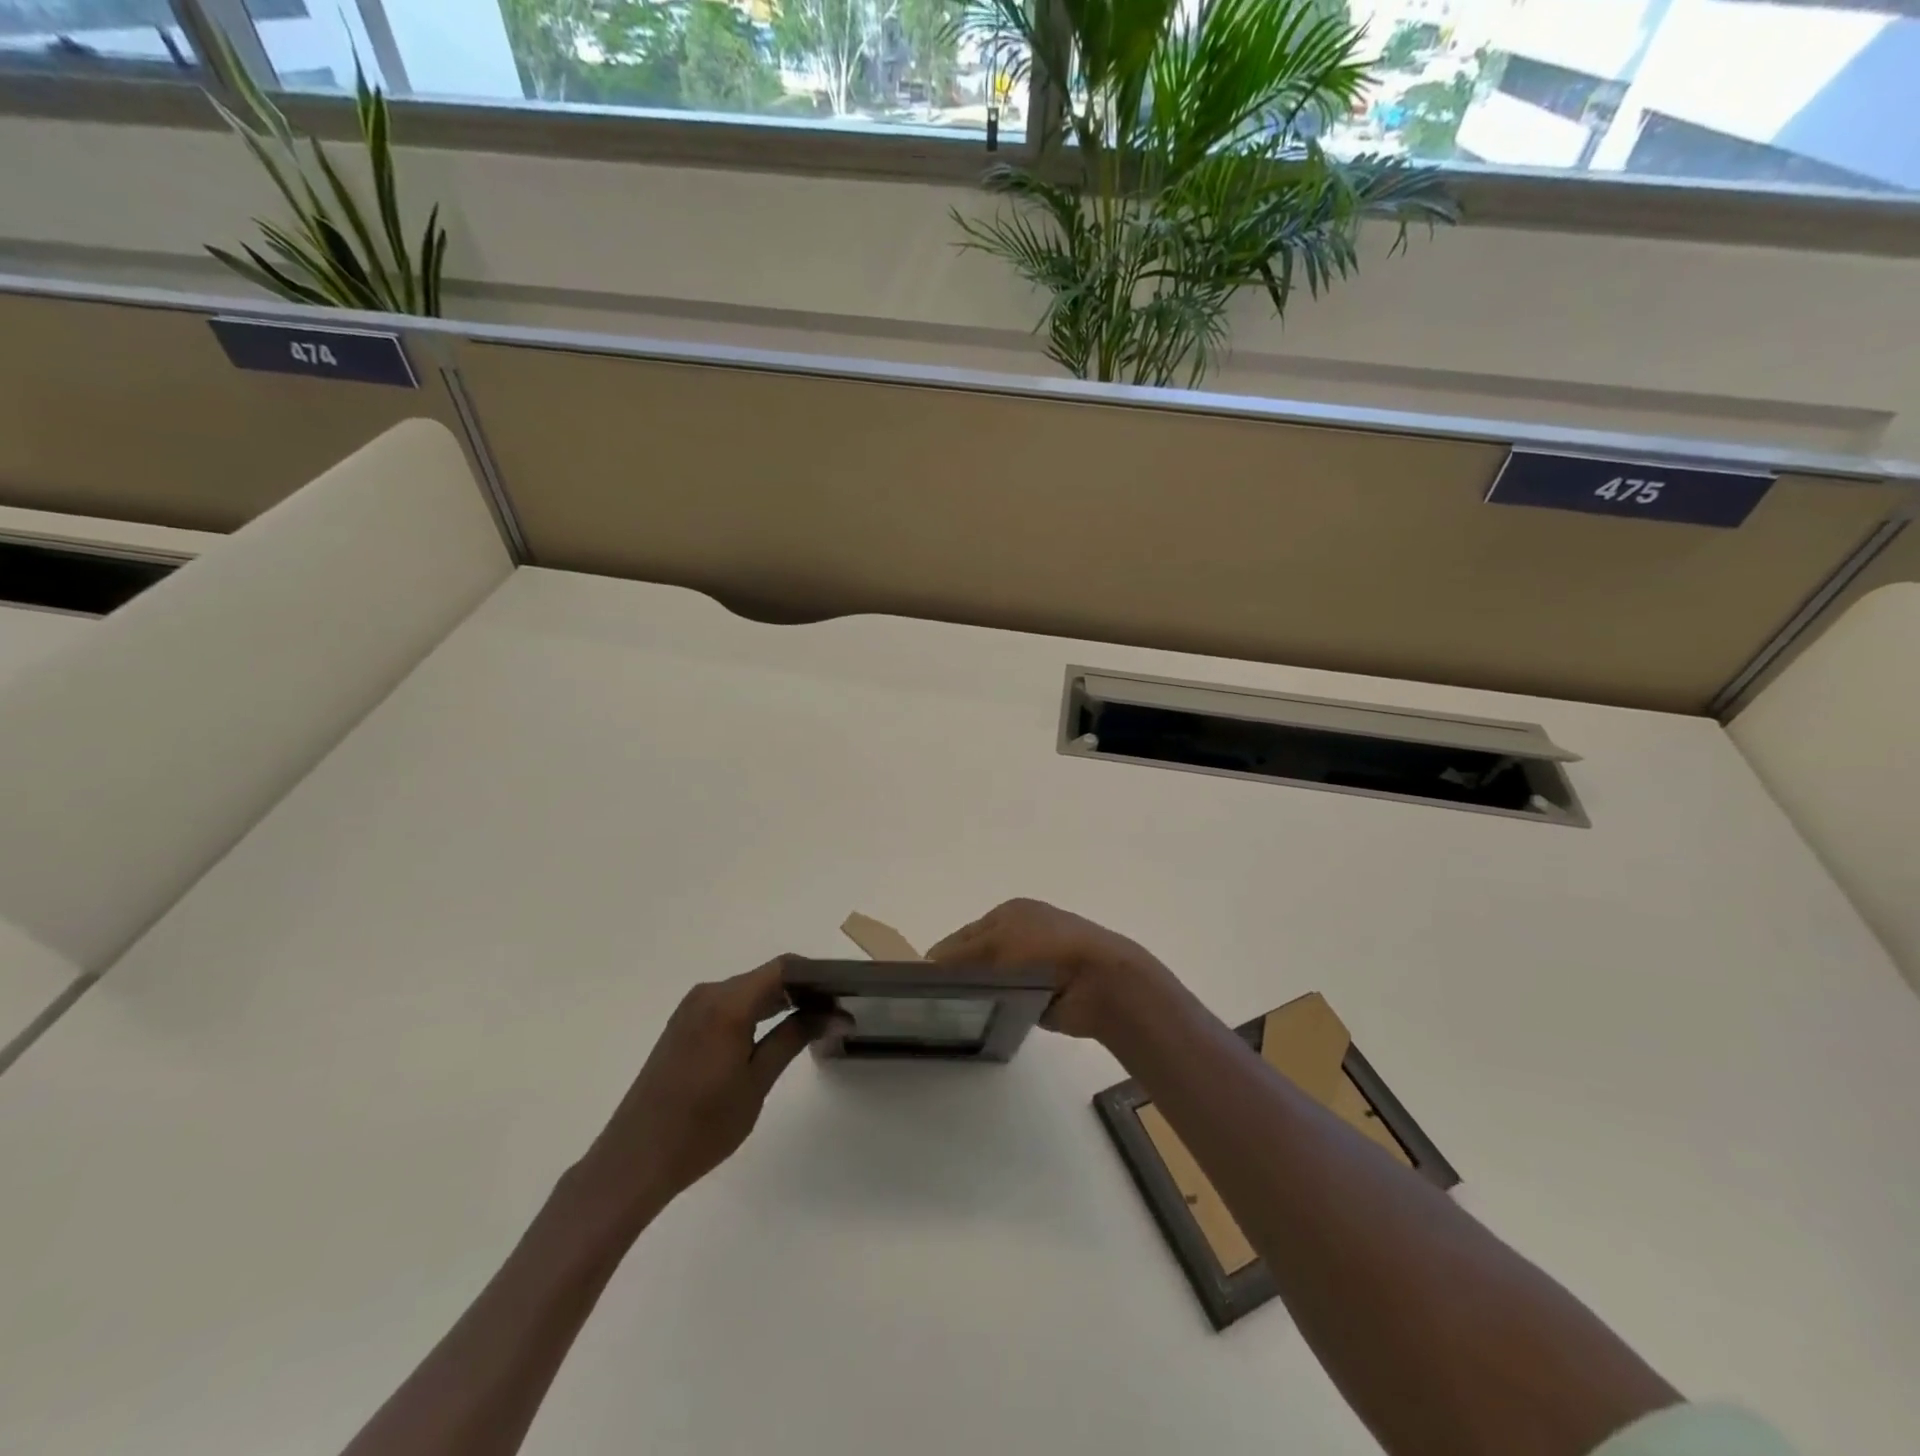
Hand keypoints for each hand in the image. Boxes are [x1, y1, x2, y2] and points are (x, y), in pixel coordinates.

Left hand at [576, 959, 829, 1224]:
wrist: (635, 1160)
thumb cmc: (702, 1125)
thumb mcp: (756, 1081)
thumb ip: (794, 1037)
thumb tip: (835, 1014)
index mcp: (727, 1002)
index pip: (784, 968)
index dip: (817, 974)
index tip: (846, 992)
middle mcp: (708, 994)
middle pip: (766, 977)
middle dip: (803, 990)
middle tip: (837, 1012)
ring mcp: (692, 1009)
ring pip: (748, 991)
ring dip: (781, 1001)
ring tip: (815, 1023)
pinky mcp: (684, 1026)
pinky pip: (730, 1005)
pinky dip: (757, 1012)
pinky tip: (776, 1032)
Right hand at [927, 898, 1175, 1040]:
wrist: (1100, 981)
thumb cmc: (1045, 951)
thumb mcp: (996, 944)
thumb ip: (960, 955)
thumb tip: (927, 963)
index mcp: (1011, 912)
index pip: (965, 934)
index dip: (944, 955)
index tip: (921, 982)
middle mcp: (1022, 933)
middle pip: (978, 955)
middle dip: (960, 974)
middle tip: (935, 1002)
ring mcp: (1035, 963)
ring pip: (993, 978)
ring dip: (981, 991)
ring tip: (956, 1014)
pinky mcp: (1045, 992)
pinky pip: (1011, 999)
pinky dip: (1000, 1006)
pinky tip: (985, 1019)